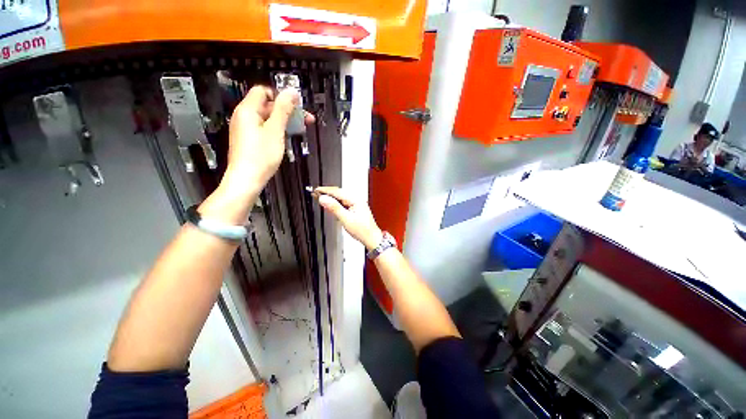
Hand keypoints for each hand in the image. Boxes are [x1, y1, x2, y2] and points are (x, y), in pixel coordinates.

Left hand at [222, 86, 313, 191]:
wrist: (247, 179)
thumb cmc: (260, 156)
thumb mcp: (276, 130)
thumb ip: (283, 109)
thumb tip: (291, 92)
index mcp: (247, 110)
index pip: (264, 91)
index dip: (281, 96)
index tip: (296, 106)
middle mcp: (244, 117)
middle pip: (268, 105)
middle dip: (287, 111)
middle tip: (304, 120)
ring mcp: (246, 129)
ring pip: (268, 118)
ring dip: (284, 121)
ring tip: (298, 130)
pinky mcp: (249, 140)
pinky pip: (264, 129)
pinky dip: (277, 130)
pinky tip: (286, 138)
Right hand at [313, 187, 382, 250]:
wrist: (371, 238)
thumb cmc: (363, 230)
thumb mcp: (346, 219)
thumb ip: (334, 208)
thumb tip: (324, 199)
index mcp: (355, 199)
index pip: (337, 192)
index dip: (325, 191)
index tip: (316, 190)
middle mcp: (357, 200)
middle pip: (339, 193)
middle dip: (327, 193)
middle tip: (316, 194)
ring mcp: (356, 204)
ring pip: (340, 198)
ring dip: (331, 198)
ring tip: (321, 198)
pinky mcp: (355, 209)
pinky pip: (343, 203)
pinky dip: (335, 203)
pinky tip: (331, 205)